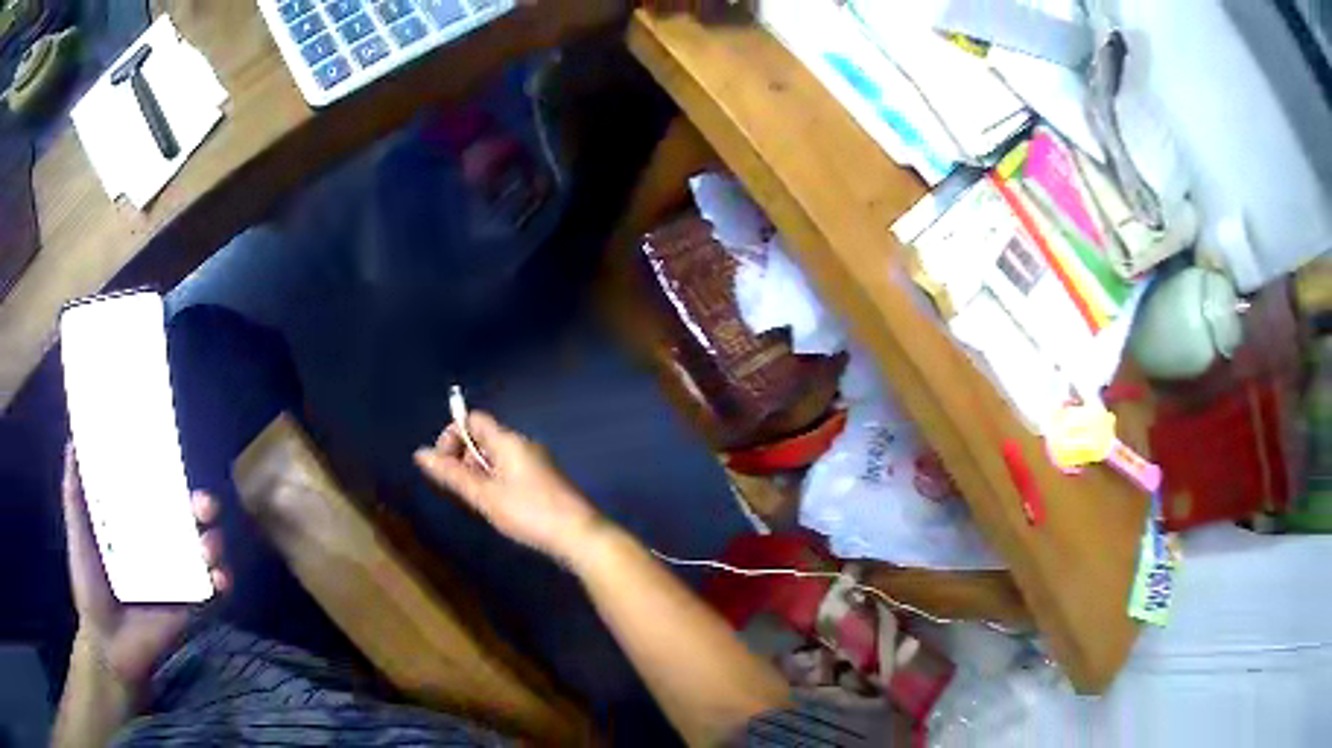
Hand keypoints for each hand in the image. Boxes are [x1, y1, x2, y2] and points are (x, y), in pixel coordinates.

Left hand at [61, 445, 229, 692]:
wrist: (108, 644)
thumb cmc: (89, 586)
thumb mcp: (78, 533)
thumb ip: (75, 491)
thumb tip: (73, 439)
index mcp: (135, 527)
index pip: (157, 495)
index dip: (170, 477)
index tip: (175, 462)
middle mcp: (159, 547)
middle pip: (187, 519)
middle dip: (202, 508)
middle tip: (203, 505)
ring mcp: (177, 577)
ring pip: (204, 551)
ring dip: (213, 543)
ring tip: (208, 546)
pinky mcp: (191, 606)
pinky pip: (213, 590)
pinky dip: (222, 581)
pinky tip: (219, 578)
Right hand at [414, 411, 601, 562]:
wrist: (579, 535)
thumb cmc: (529, 513)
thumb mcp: (485, 496)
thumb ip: (452, 475)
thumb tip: (420, 453)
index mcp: (509, 441)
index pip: (474, 420)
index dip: (453, 436)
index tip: (444, 465)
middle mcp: (523, 444)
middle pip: (484, 437)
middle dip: (464, 457)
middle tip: (461, 489)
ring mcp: (536, 462)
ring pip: (497, 457)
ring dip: (480, 472)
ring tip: (478, 501)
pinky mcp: (545, 480)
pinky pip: (511, 470)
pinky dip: (496, 481)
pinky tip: (498, 507)